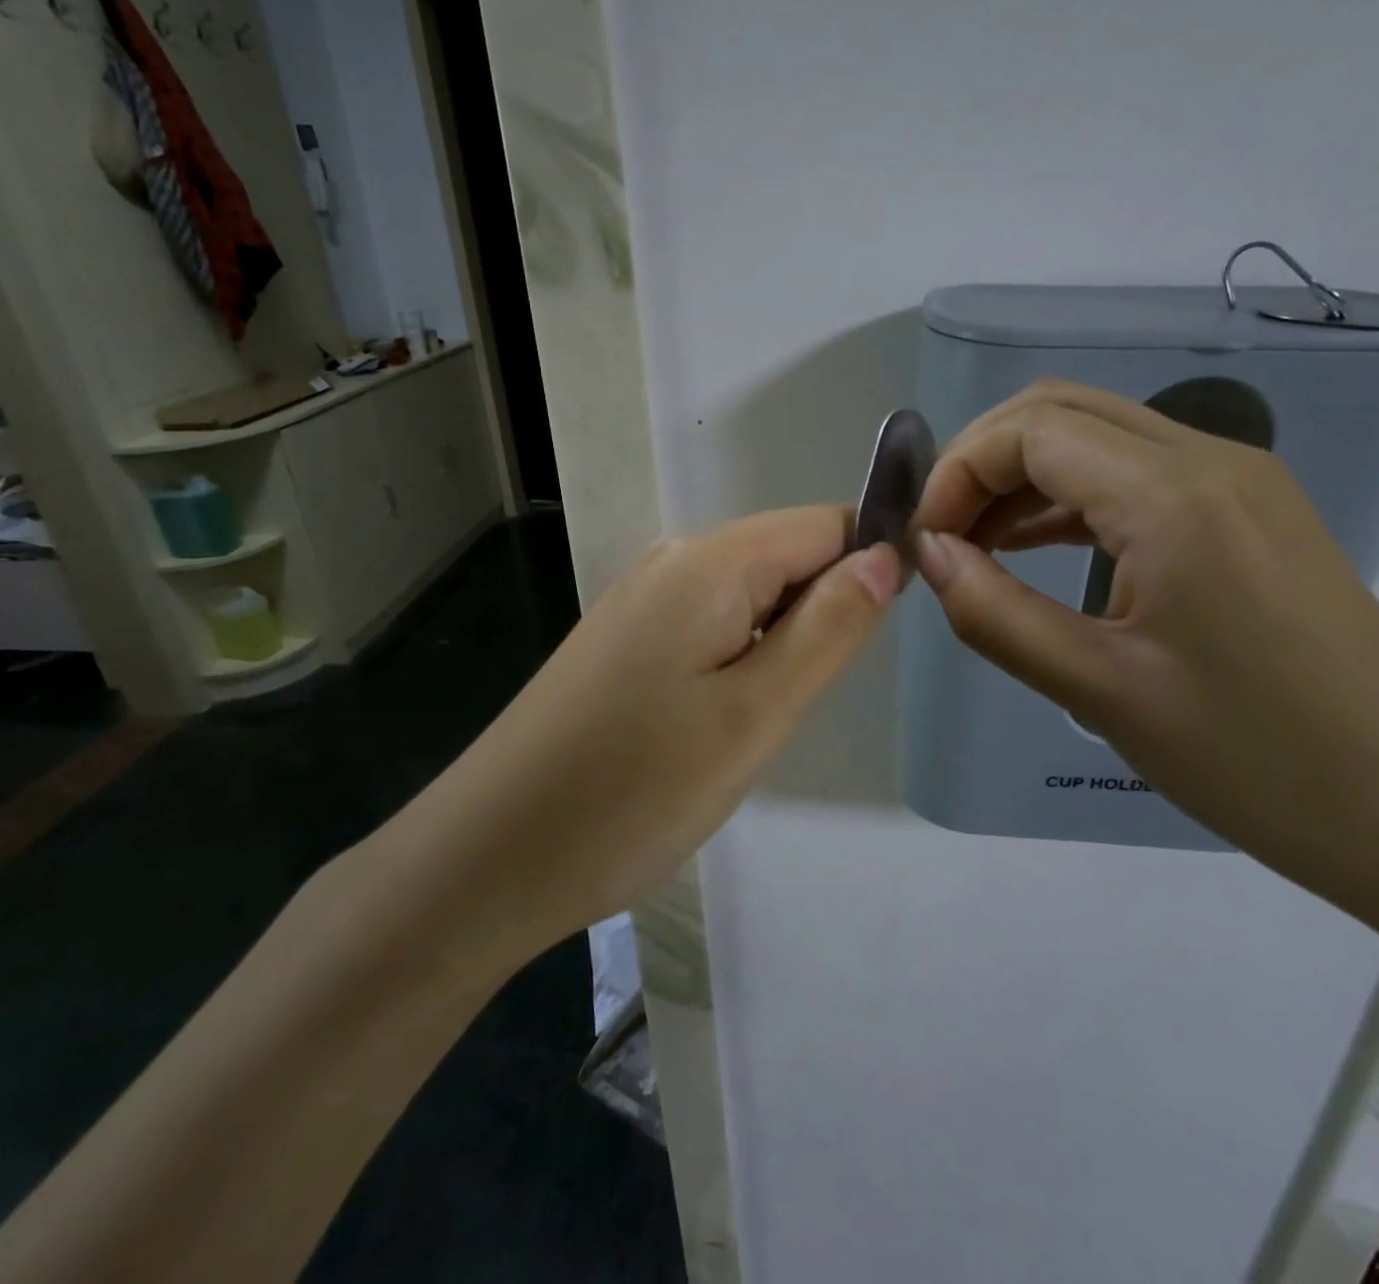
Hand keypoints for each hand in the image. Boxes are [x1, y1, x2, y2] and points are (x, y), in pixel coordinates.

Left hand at [425, 507, 899, 954]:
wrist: (492, 854)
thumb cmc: (635, 791)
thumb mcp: (756, 714)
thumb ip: (828, 626)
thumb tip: (886, 555)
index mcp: (710, 562)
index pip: (826, 525)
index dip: (869, 566)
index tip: (874, 643)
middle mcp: (672, 559)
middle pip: (785, 556)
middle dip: (818, 616)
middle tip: (796, 705)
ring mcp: (641, 598)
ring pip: (748, 596)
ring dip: (775, 647)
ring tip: (752, 724)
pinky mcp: (623, 638)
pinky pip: (708, 625)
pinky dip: (735, 662)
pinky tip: (711, 724)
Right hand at [912, 379, 1378, 879]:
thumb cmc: (1251, 760)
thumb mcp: (1098, 690)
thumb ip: (994, 614)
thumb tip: (931, 555)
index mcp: (1174, 497)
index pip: (1030, 431)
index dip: (957, 473)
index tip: (925, 543)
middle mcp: (1210, 460)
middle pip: (1059, 411)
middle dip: (981, 462)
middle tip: (942, 535)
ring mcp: (1238, 480)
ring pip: (1096, 433)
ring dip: (1022, 476)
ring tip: (976, 546)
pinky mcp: (1250, 510)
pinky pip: (1135, 470)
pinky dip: (1069, 495)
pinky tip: (1035, 546)